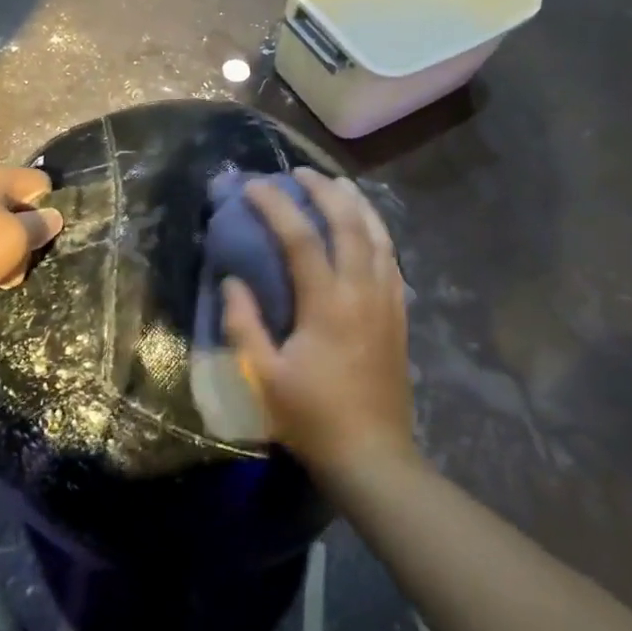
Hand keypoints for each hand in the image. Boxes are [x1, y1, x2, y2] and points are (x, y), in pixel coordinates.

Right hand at [222, 169, 414, 481]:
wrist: (374, 456)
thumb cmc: (313, 418)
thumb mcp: (264, 376)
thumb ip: (244, 323)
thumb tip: (232, 281)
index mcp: (328, 304)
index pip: (300, 237)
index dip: (275, 206)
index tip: (253, 186)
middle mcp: (363, 292)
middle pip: (349, 224)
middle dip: (324, 191)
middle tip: (301, 173)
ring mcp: (387, 302)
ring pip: (379, 236)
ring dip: (357, 205)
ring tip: (338, 186)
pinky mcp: (399, 317)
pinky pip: (392, 260)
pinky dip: (377, 234)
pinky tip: (366, 230)